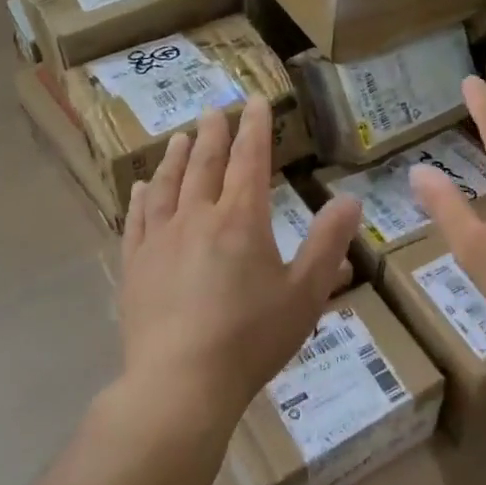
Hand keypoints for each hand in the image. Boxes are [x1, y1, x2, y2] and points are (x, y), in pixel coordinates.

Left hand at [118, 97, 361, 432]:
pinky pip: (137, 219)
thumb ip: (328, 243)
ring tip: (179, 136)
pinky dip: (141, 197)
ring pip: (167, 185)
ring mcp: (160, 240)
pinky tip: (141, 187)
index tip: (254, 101)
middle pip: (205, 165)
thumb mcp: (305, 294)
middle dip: (213, 134)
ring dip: (176, 157)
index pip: (249, 160)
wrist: (181, 383)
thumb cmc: (251, 338)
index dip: (254, 128)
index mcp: (241, 220)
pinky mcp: (135, 265)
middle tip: (214, 109)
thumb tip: (350, 199)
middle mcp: (197, 218)